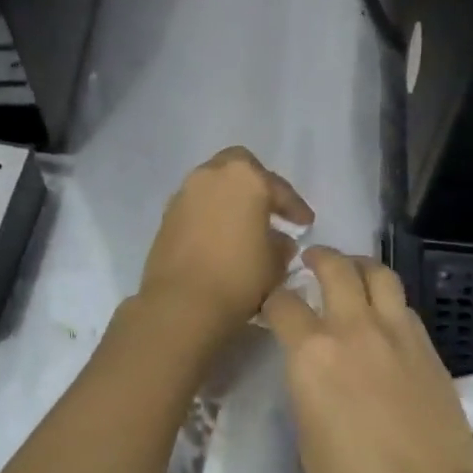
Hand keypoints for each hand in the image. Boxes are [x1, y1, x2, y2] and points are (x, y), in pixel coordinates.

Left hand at [138, 147, 313, 345]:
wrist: (181, 304)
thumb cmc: (238, 277)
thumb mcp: (275, 264)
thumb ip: (281, 245)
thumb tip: (279, 241)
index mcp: (245, 178)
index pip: (279, 189)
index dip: (296, 208)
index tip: (306, 224)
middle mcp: (212, 175)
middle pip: (240, 168)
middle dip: (258, 186)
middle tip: (271, 211)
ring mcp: (184, 194)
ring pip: (215, 185)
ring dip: (231, 200)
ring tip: (245, 226)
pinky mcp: (166, 216)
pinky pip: (197, 207)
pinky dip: (212, 215)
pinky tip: (221, 238)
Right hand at [262, 247, 472, 472]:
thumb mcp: (308, 441)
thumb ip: (307, 391)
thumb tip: (313, 373)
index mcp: (313, 355)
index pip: (284, 305)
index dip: (272, 301)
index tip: (271, 305)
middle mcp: (355, 330)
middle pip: (336, 269)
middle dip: (319, 258)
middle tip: (312, 261)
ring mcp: (398, 335)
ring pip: (380, 274)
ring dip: (360, 266)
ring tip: (352, 273)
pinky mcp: (430, 349)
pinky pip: (404, 307)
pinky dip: (388, 300)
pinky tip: (383, 318)